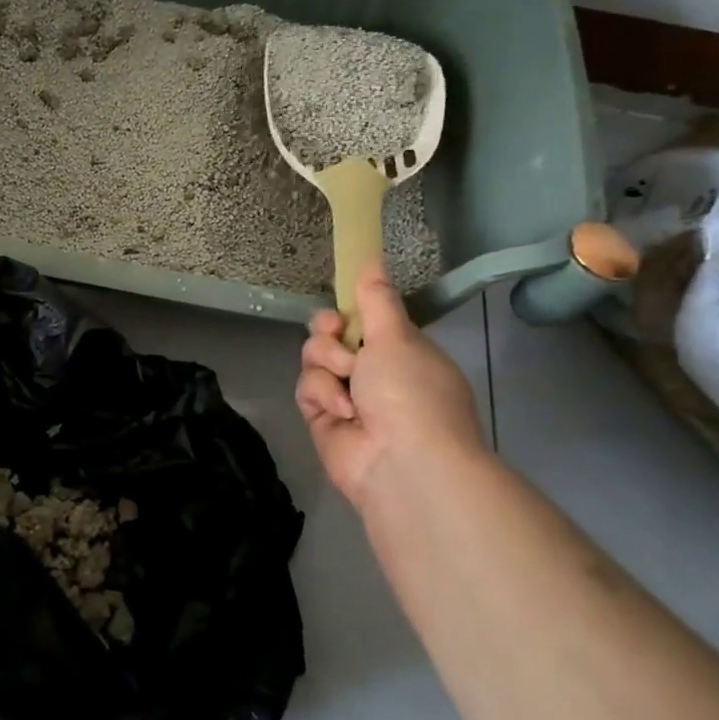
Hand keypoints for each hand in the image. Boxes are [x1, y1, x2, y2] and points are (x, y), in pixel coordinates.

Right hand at [295, 262, 486, 505]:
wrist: (404, 463)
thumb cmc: (411, 391)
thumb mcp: (397, 336)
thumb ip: (376, 298)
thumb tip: (373, 256)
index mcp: (400, 352)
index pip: (365, 320)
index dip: (350, 311)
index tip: (344, 306)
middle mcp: (373, 373)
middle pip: (331, 335)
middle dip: (330, 333)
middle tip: (337, 334)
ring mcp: (347, 397)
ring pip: (314, 359)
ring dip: (328, 364)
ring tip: (348, 382)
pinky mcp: (323, 419)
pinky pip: (307, 388)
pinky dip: (322, 395)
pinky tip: (342, 411)